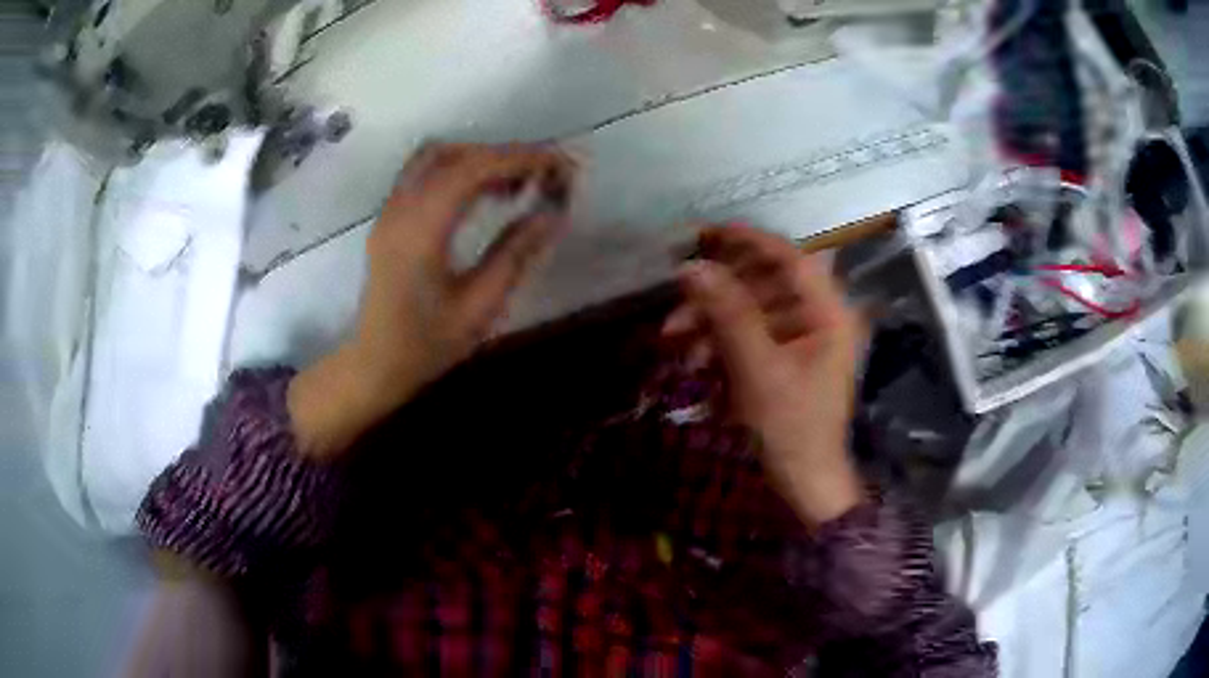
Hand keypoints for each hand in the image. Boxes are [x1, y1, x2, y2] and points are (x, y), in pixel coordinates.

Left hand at [289, 143, 574, 457]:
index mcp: (421, 231)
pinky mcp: (390, 217)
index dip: (520, 158)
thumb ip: (515, 254)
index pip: (472, 169)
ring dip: (481, 160)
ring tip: (518, 185)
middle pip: (455, 155)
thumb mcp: (479, 307)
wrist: (375, 363)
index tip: (560, 164)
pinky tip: (485, 195)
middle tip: (544, 177)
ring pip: (437, 157)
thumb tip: (553, 215)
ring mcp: (390, 210)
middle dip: (505, 156)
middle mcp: (400, 209)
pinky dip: (460, 170)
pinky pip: (425, 174)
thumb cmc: (426, 344)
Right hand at [663, 224, 863, 526]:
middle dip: (718, 294)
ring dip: (713, 321)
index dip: (749, 240)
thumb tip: (692, 268)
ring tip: (675, 340)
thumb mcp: (757, 370)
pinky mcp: (786, 361)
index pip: (790, 258)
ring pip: (753, 311)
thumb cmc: (791, 428)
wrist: (803, 484)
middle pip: (766, 284)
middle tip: (676, 302)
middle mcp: (821, 319)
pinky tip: (695, 361)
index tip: (705, 234)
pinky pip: (751, 337)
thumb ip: (728, 314)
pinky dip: (721, 343)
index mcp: (829, 314)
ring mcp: (804, 341)